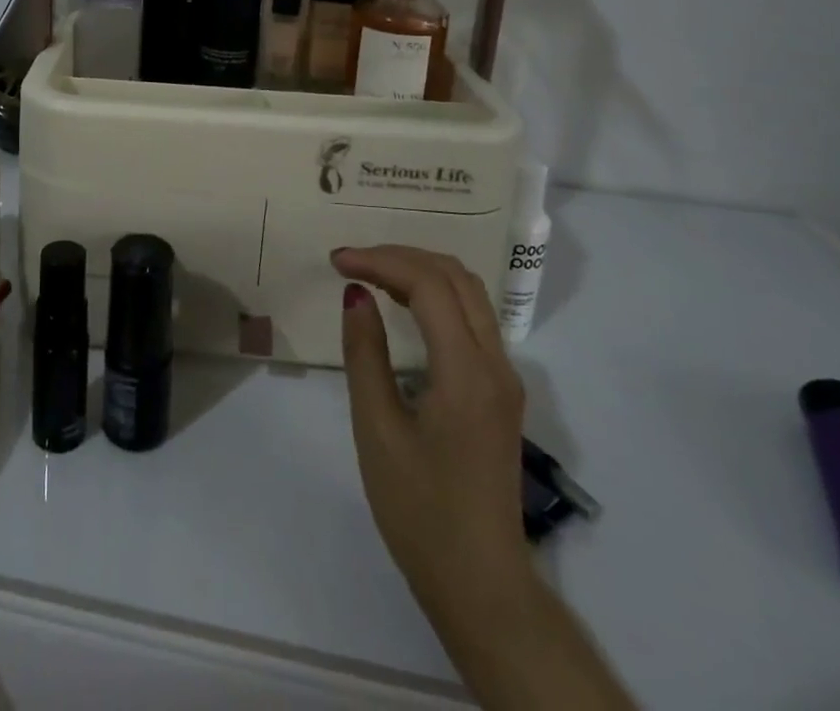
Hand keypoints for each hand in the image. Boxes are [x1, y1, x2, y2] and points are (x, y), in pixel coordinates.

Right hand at [332, 245, 530, 620]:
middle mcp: (495, 365)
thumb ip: (364, 354)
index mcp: (467, 372)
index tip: (336, 261)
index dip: (380, 260)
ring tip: (370, 275)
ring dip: (420, 272)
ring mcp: (503, 378)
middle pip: (456, 277)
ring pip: (469, 293)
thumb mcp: (377, 429)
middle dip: (401, 256)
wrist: (479, 583)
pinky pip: (471, 319)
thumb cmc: (419, 509)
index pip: (429, 285)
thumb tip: (355, 294)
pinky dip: (435, 296)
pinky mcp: (499, 392)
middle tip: (351, 261)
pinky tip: (401, 307)